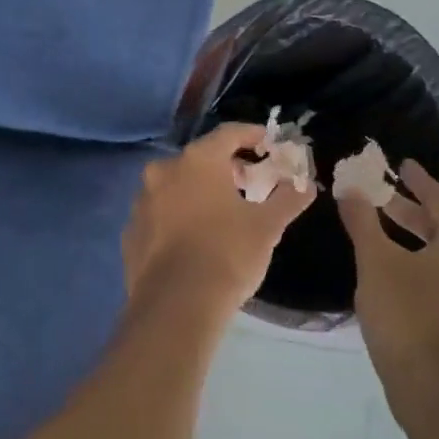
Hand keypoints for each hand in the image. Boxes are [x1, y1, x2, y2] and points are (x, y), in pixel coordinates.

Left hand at [122, 123, 314, 320]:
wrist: (176, 306)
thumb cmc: (227, 254)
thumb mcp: (267, 226)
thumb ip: (288, 199)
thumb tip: (306, 185)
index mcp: (198, 160)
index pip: (229, 133)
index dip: (253, 135)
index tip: (269, 144)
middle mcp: (164, 171)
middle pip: (201, 158)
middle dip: (227, 166)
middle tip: (250, 181)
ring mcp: (142, 201)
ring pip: (176, 185)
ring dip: (199, 191)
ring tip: (223, 212)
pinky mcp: (131, 231)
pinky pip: (160, 214)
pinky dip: (178, 217)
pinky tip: (194, 239)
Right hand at [339, 160, 438, 404]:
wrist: (430, 387)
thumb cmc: (404, 313)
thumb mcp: (375, 260)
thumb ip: (363, 221)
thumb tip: (351, 189)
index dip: (418, 181)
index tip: (402, 166)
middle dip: (411, 213)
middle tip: (382, 201)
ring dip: (416, 242)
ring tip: (383, 237)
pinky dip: (422, 267)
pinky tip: (396, 275)